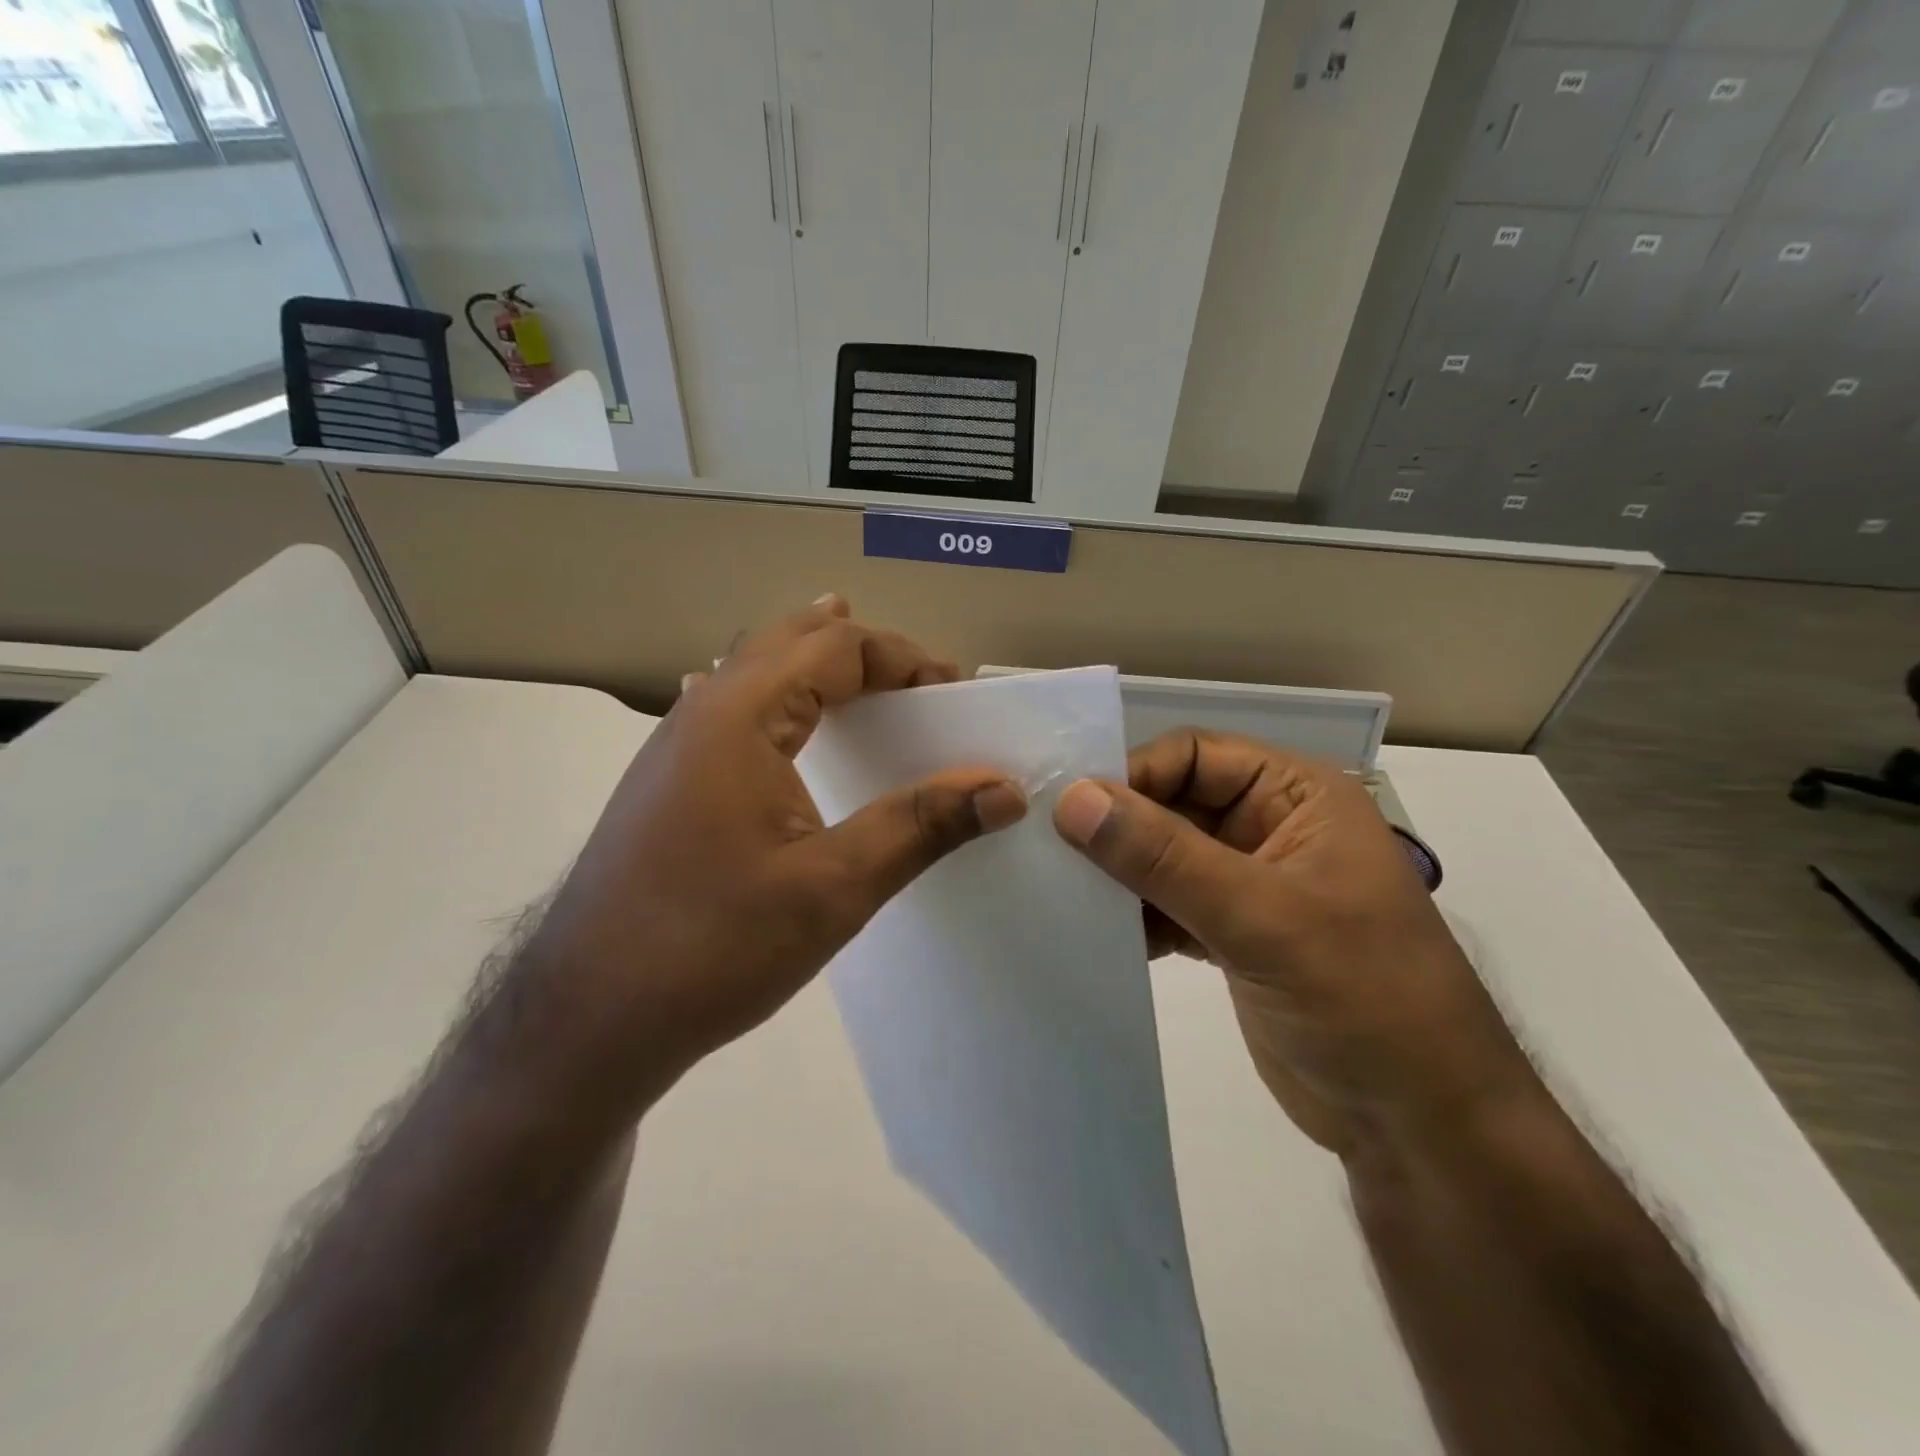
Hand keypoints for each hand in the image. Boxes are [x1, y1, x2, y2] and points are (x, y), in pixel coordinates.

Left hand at [524, 596, 1026, 1114]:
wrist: (586, 1018)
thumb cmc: (714, 945)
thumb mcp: (833, 888)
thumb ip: (921, 826)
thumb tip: (1004, 789)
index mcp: (741, 716)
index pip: (836, 648)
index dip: (904, 658)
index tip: (954, 691)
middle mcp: (701, 712)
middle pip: (788, 642)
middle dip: (859, 648)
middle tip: (916, 676)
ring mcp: (673, 747)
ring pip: (751, 672)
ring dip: (810, 661)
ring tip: (853, 663)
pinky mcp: (664, 785)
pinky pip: (729, 709)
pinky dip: (774, 695)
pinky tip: (778, 722)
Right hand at [1052, 730, 1536, 1159]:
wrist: (1422, 1127)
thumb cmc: (1363, 998)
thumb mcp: (1260, 916)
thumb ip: (1163, 856)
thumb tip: (1072, 800)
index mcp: (1297, 796)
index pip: (1194, 755)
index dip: (1133, 775)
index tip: (1068, 812)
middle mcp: (1271, 828)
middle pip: (1173, 802)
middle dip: (1118, 826)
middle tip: (1047, 850)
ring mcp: (1250, 885)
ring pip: (1164, 856)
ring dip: (1119, 874)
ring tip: (1061, 893)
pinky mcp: (1231, 936)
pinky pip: (1167, 904)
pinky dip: (1133, 916)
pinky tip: (1093, 933)